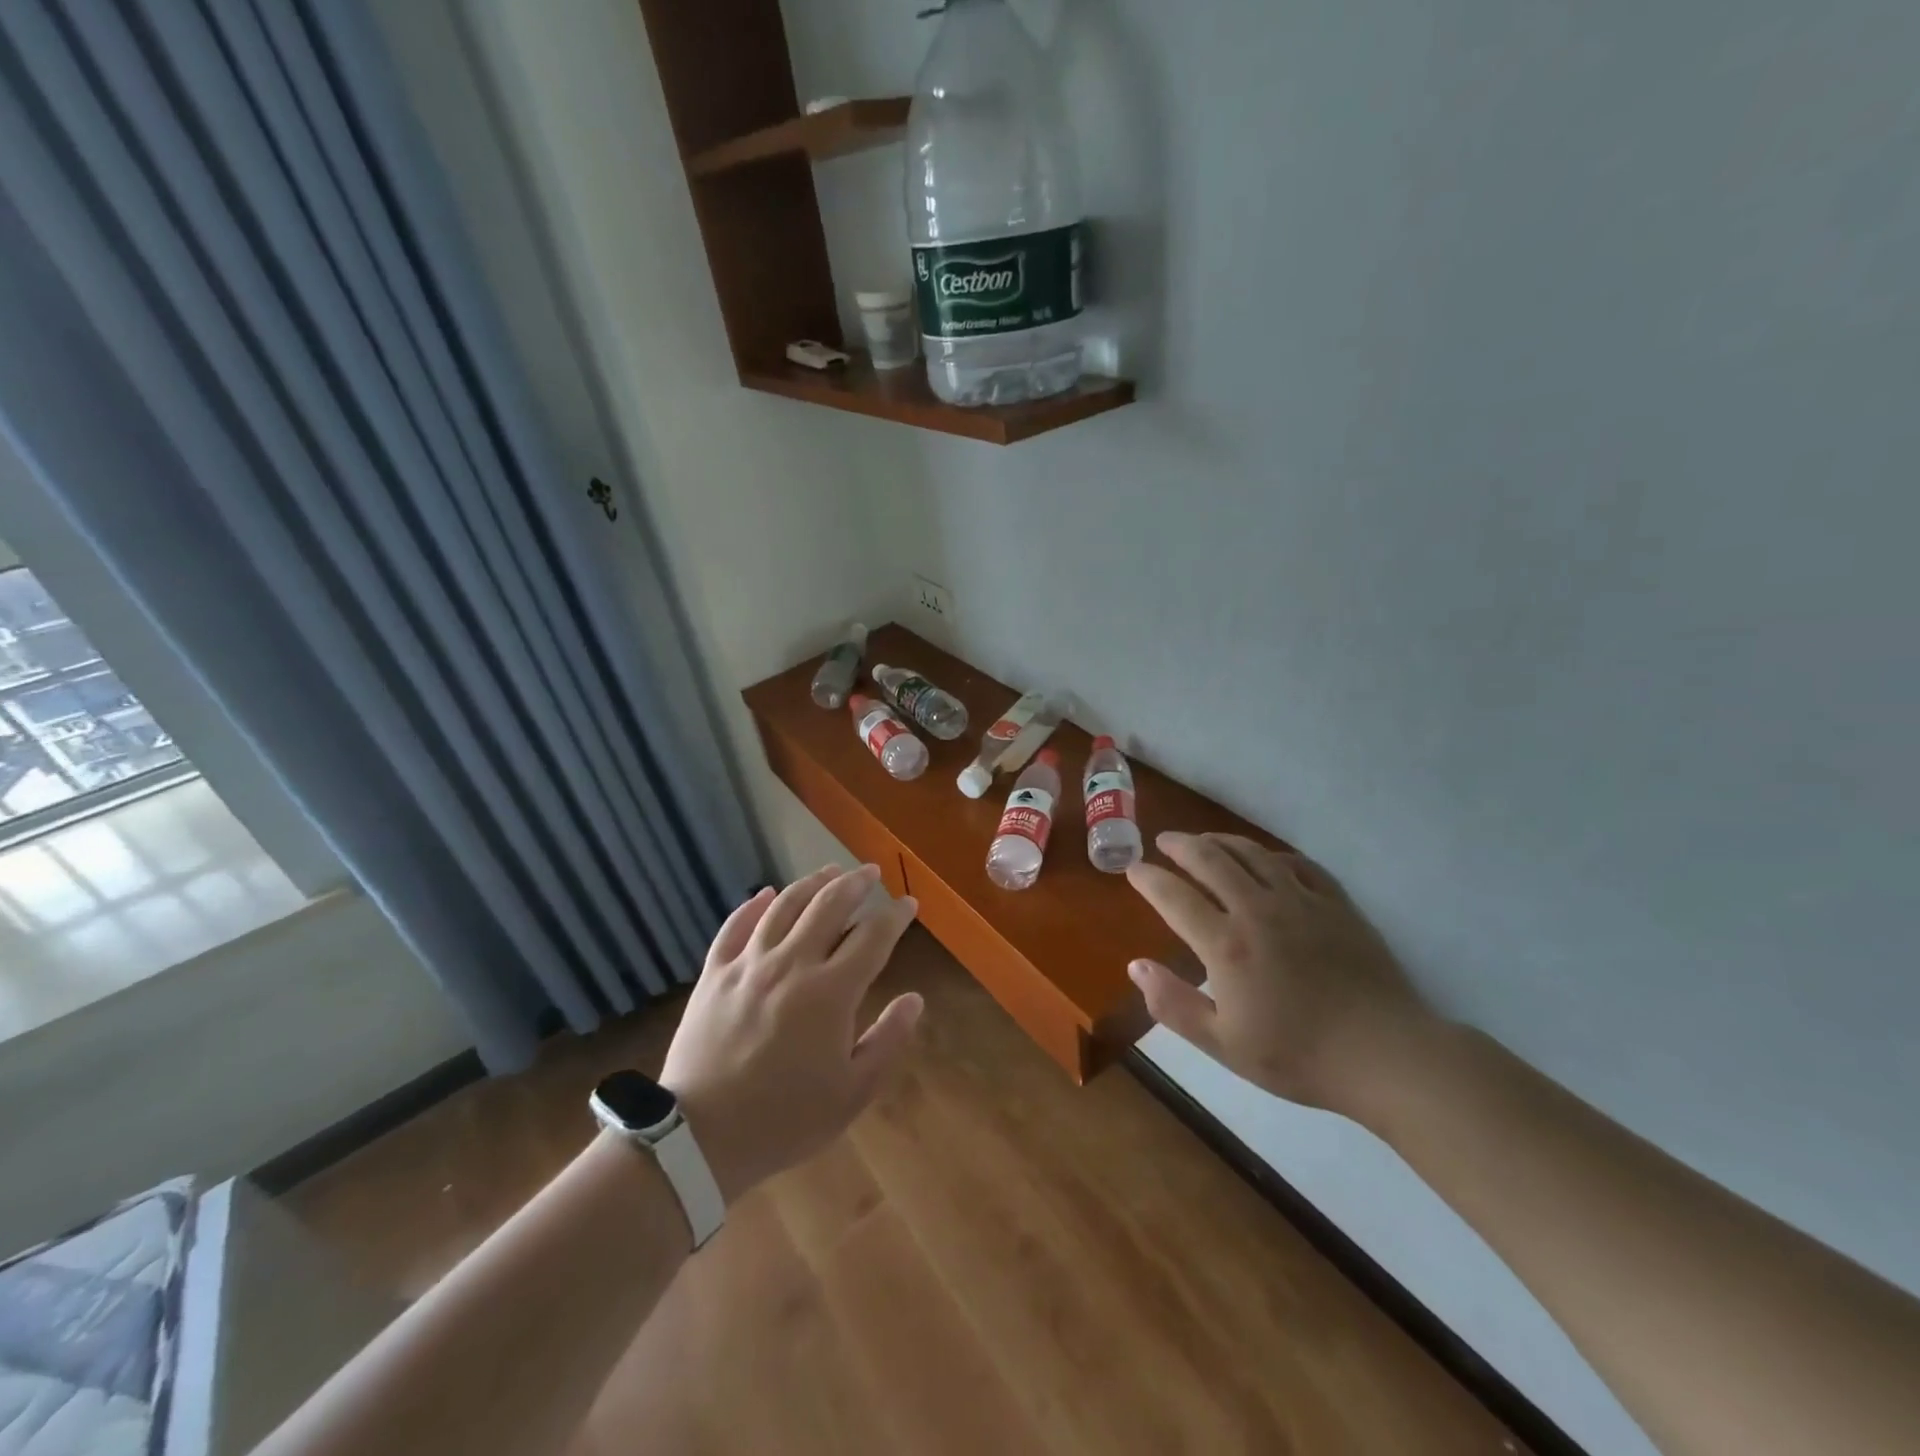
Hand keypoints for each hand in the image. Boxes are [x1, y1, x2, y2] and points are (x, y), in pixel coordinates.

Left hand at [660, 865, 921, 1204]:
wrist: (700, 1138)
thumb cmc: (785, 1119)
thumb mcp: (852, 1092)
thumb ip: (888, 1040)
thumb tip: (915, 999)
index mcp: (831, 991)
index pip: (873, 936)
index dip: (895, 916)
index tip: (908, 903)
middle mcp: (792, 964)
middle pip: (829, 906)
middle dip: (856, 884)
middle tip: (871, 872)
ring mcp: (748, 964)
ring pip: (784, 906)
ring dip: (812, 883)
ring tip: (830, 871)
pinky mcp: (714, 974)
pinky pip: (734, 927)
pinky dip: (753, 905)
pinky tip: (765, 893)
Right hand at [1125, 832, 1431, 1112]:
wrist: (1385, 1056)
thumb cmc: (1297, 1055)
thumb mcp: (1223, 1044)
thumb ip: (1173, 1004)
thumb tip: (1136, 965)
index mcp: (1225, 944)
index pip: (1174, 896)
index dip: (1148, 878)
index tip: (1133, 870)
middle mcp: (1257, 909)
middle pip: (1210, 859)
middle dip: (1181, 845)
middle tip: (1165, 841)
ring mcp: (1300, 901)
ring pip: (1252, 853)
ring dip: (1221, 840)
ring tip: (1205, 840)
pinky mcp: (1336, 904)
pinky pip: (1298, 864)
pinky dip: (1273, 854)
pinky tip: (1267, 858)